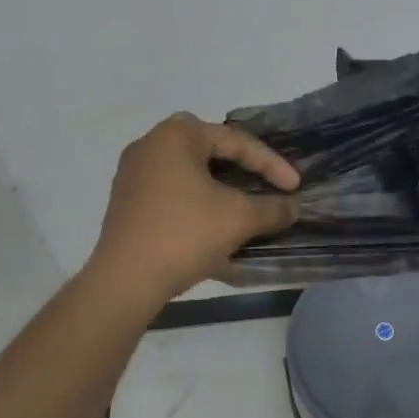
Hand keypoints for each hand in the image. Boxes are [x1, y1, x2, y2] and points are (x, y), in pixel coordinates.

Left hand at [88, 114, 300, 307]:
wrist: (124, 282)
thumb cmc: (184, 235)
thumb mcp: (238, 219)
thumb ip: (272, 208)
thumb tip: (292, 207)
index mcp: (176, 135)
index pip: (235, 141)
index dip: (270, 163)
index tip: (294, 186)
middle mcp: (150, 144)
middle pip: (209, 149)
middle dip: (240, 167)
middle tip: (264, 183)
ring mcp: (132, 174)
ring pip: (188, 173)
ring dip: (218, 189)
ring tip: (243, 207)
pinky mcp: (125, 202)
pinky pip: (171, 193)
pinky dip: (196, 204)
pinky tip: (213, 229)